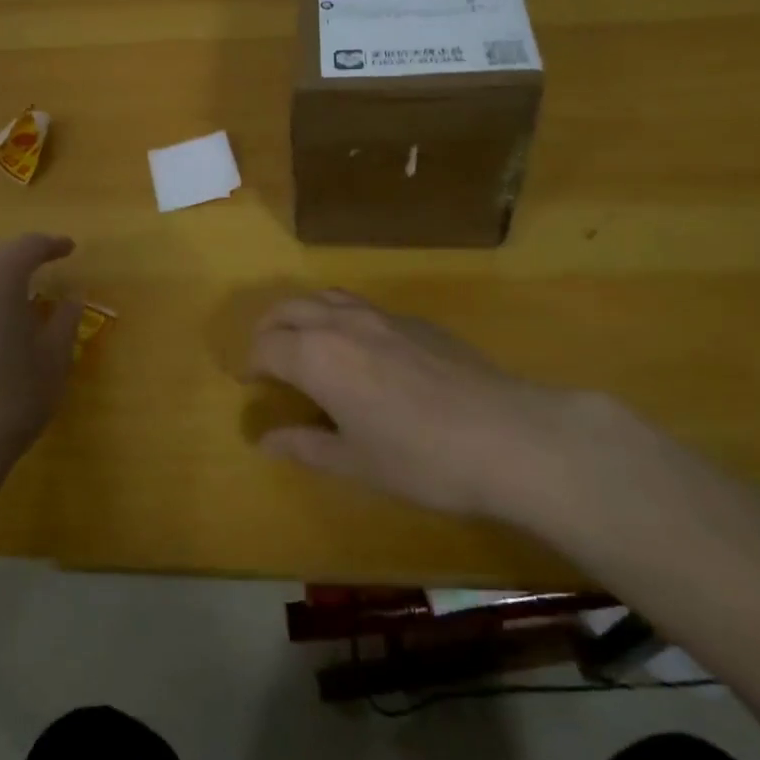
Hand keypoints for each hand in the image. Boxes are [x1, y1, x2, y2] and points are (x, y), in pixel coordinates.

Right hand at [247, 289, 629, 519]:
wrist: (507, 436)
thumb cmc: (419, 459)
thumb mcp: (355, 462)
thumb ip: (305, 445)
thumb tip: (265, 440)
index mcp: (317, 357)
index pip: (266, 346)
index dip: (252, 364)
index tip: (252, 384)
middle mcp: (343, 324)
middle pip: (289, 308)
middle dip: (269, 329)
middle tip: (268, 358)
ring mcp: (384, 316)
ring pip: (328, 297)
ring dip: (305, 314)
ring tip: (307, 343)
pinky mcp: (418, 321)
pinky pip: (364, 306)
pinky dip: (343, 317)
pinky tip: (362, 350)